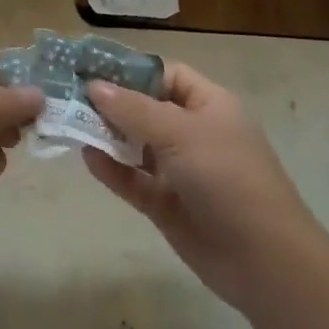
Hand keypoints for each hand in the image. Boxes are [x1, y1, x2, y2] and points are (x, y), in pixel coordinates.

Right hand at [83, 63, 314, 308]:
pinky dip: (111, 168)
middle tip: (66, 95)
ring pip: (135, 144)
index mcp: (209, 106)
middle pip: (145, 108)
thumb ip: (133, 109)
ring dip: (106, 135)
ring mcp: (179, 170)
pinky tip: (86, 157)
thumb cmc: (227, 178)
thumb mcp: (180, 133)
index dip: (130, 70)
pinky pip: (132, 179)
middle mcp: (193, 133)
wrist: (262, 259)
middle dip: (109, 102)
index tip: (89, 70)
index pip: (166, 75)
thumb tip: (93, 86)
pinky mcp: (166, 203)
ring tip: (68, 123)